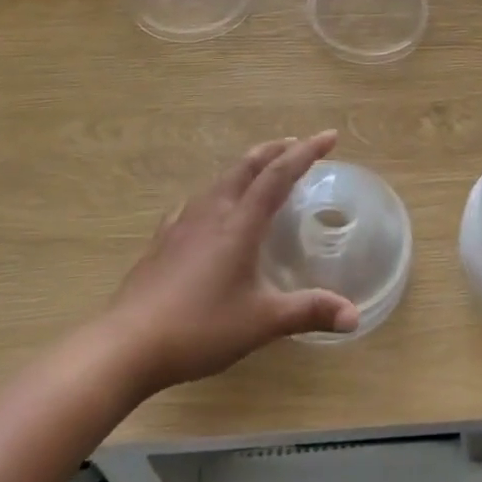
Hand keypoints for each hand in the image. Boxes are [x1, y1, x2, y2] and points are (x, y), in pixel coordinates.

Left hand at [105, 132, 358, 392]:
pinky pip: (197, 201)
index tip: (329, 136)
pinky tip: (211, 207)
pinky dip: (217, 192)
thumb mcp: (261, 322)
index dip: (306, 152)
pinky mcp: (163, 240)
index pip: (278, 175)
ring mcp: (182, 224)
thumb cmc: (199, 328)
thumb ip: (308, 312)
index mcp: (239, 224)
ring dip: (247, 167)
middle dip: (276, 150)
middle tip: (298, 144)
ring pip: (220, 180)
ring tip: (262, 170)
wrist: (126, 345)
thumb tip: (354, 316)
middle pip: (246, 166)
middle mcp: (212, 213)